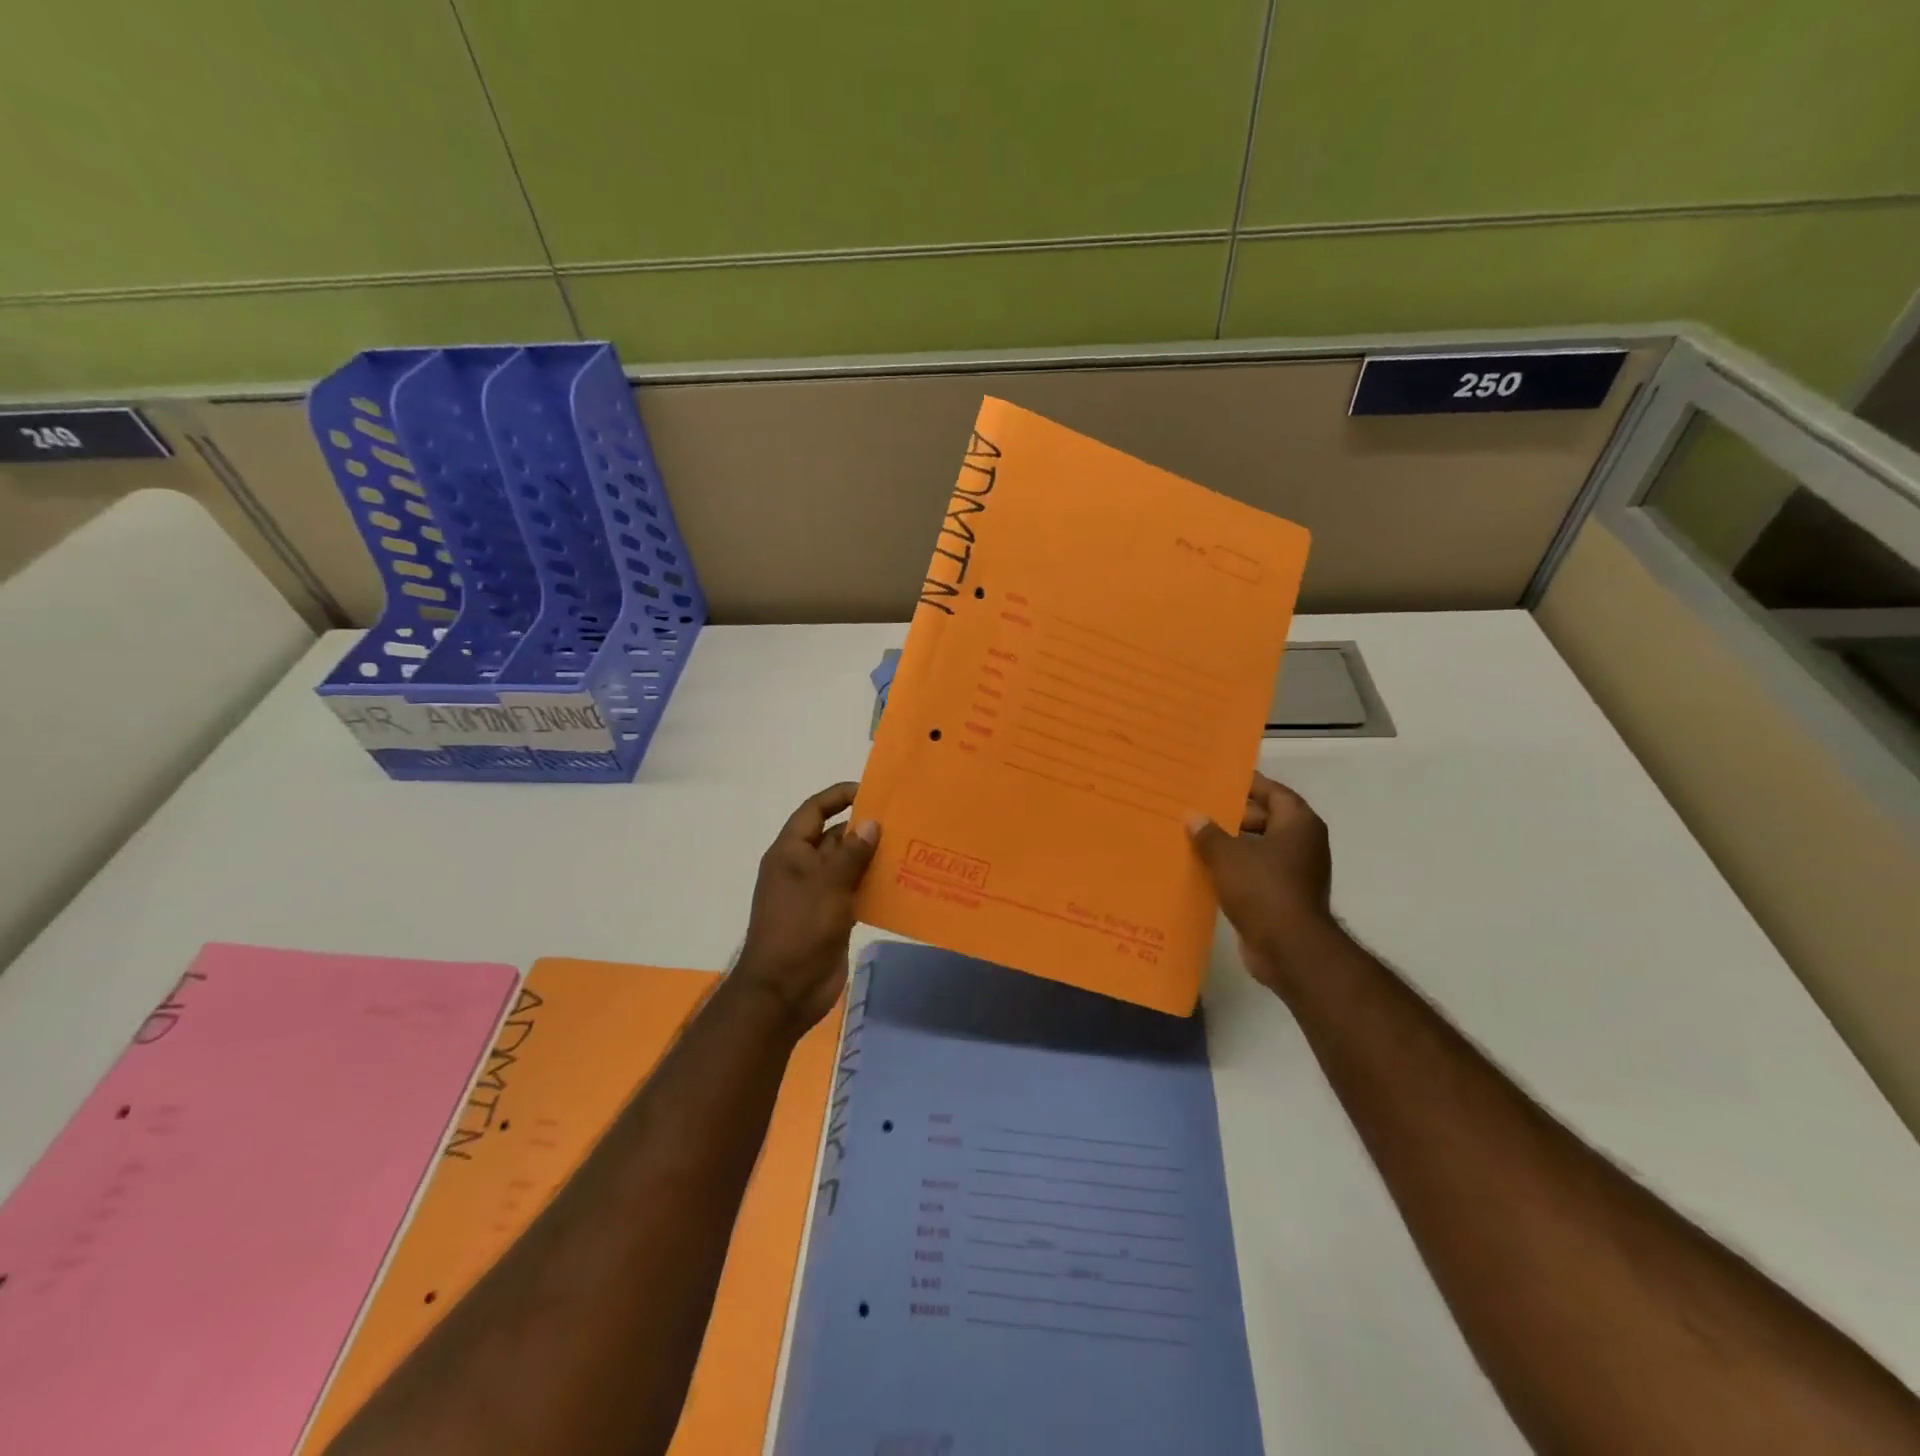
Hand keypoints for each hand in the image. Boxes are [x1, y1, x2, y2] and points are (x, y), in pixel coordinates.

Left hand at [733, 782, 878, 1032]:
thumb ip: (851, 852)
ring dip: (873, 857)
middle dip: (864, 828)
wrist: (784, 991)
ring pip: (848, 865)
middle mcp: (802, 868)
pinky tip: (903, 882)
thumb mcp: (827, 884)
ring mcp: (817, 894)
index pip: (813, 811)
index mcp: (790, 852)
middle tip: (903, 819)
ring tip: (910, 846)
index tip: (871, 790)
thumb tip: (871, 823)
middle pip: (834, 836)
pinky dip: (875, 885)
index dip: (838, 796)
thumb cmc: (800, 928)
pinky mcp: (832, 917)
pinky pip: (856, 891)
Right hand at [1187, 772, 1340, 993]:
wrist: (1289, 949)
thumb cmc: (1263, 889)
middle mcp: (1303, 844)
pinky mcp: (1284, 897)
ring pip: (1259, 848)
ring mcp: (1296, 872)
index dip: (1248, 785)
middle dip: (1233, 816)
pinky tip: (1206, 869)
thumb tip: (1193, 815)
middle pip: (1266, 819)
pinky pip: (1256, 872)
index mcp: (1298, 825)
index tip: (1219, 780)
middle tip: (1199, 809)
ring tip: (1195, 837)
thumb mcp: (1228, 856)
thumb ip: (1208, 833)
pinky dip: (1235, 869)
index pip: (1274, 792)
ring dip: (1231, 844)